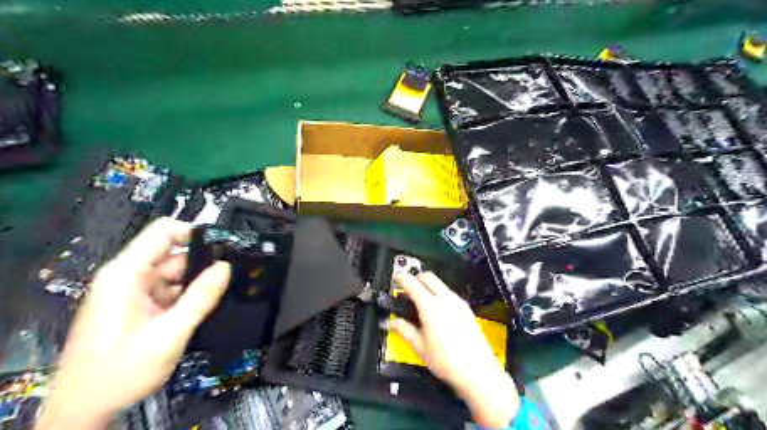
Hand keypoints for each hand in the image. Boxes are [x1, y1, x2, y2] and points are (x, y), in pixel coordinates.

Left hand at [38, 221, 229, 427]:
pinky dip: (187, 296)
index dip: (195, 233)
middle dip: (201, 263)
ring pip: (174, 274)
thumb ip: (200, 298)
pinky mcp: (137, 307)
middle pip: (172, 254)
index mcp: (127, 274)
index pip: (164, 232)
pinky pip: (169, 291)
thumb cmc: (122, 369)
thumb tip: (225, 267)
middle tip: (229, 276)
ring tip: (220, 294)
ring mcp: (132, 292)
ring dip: (196, 283)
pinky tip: (203, 308)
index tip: (223, 246)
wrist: (84, 408)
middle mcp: (128, 277)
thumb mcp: (170, 333)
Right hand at [391, 274, 520, 427]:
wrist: (477, 371)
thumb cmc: (447, 361)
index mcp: (430, 307)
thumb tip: (390, 323)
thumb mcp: (419, 346)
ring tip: (420, 302)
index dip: (401, 278)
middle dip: (416, 278)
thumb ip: (403, 330)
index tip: (396, 279)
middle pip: (428, 276)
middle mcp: (445, 299)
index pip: (412, 283)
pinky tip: (436, 311)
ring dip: (428, 286)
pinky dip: (439, 294)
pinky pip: (449, 293)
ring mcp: (458, 303)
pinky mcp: (466, 309)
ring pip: (440, 284)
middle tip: (407, 288)